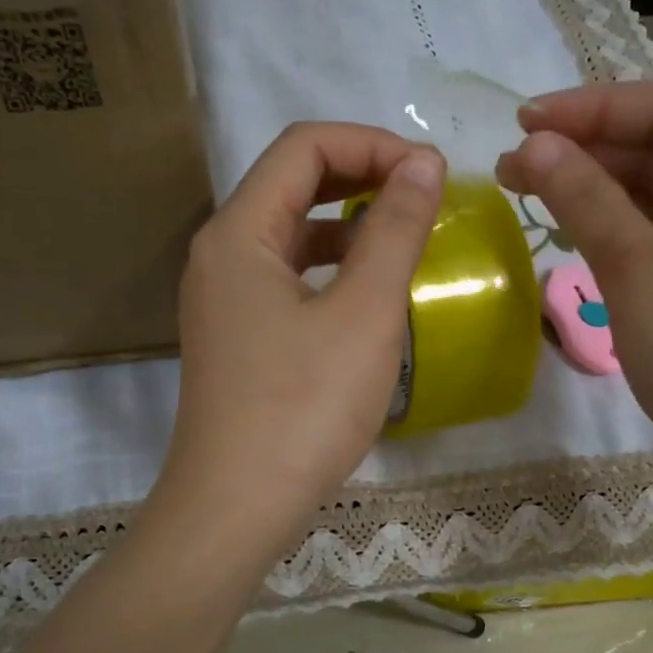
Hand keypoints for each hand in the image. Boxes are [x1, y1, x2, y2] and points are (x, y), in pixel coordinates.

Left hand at [151, 122, 444, 565]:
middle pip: (292, 183)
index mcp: (239, 232)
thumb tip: (423, 164)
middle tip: (424, 196)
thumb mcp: (363, 313)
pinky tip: (368, 293)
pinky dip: (331, 268)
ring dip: (348, 223)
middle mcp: (220, 253)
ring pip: (290, 233)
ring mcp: (224, 299)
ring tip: (405, 238)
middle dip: (361, 176)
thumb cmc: (303, 407)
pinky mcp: (237, 337)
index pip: (304, 147)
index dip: (372, 144)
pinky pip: (287, 277)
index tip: (431, 174)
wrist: (236, 508)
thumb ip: (394, 230)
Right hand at [496, 83, 652, 506]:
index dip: (592, 110)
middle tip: (513, 166)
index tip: (523, 122)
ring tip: (531, 193)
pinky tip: (578, 232)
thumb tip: (532, 144)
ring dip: (601, 193)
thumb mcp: (640, 276)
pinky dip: (624, 232)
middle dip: (589, 154)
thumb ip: (587, 201)